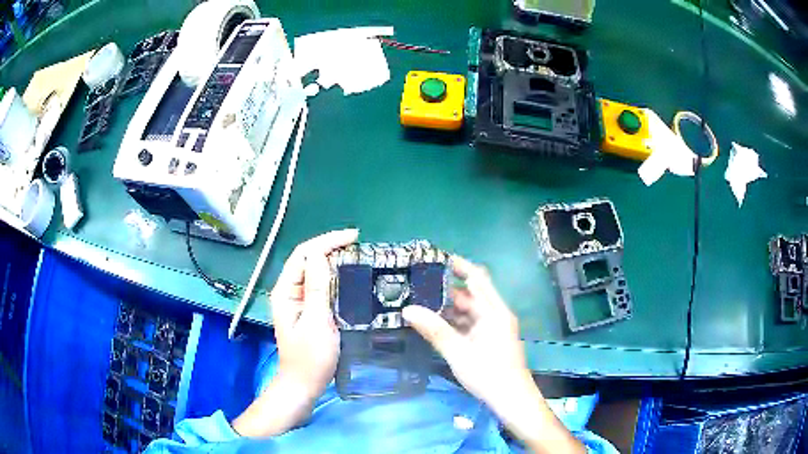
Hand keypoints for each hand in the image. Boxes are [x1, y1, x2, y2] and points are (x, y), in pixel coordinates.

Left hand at [269, 228, 357, 397]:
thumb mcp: (316, 322)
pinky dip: (332, 276)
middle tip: (358, 244)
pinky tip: (347, 276)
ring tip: (355, 254)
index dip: (327, 241)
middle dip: (330, 246)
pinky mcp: (306, 310)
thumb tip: (319, 253)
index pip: (304, 254)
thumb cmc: (311, 358)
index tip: (354, 237)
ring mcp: (296, 301)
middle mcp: (288, 291)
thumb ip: (316, 287)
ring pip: (313, 271)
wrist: (303, 385)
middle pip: (307, 259)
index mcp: (286, 291)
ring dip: (332, 259)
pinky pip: (318, 285)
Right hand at [402, 256, 583, 453]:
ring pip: (471, 311)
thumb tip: (408, 310)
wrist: (511, 398)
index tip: (437, 259)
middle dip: (448, 289)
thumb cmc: (488, 373)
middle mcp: (496, 315)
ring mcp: (495, 328)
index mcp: (494, 311)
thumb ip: (434, 330)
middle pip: (472, 294)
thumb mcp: (457, 352)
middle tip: (420, 285)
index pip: (477, 278)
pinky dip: (456, 322)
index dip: (459, 266)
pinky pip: (472, 324)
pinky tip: (437, 325)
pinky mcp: (491, 340)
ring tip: (423, 304)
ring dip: (450, 308)